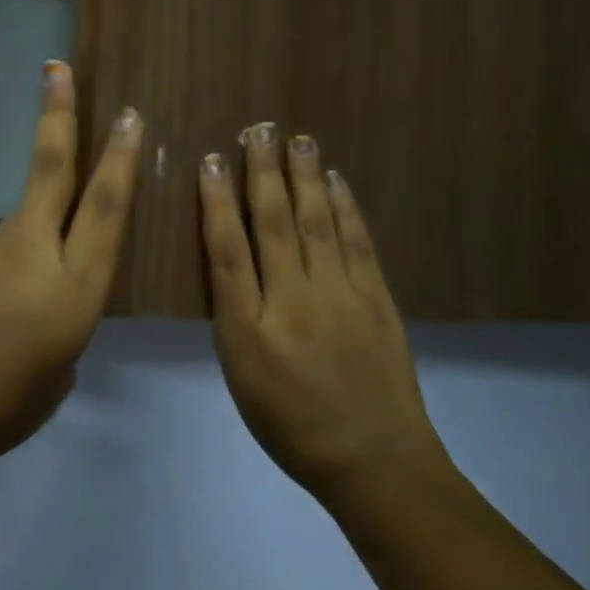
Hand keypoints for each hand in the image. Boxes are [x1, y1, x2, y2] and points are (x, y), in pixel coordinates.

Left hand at [0, 62, 142, 469]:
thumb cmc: (2, 409)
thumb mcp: (58, 377)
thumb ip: (64, 330)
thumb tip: (48, 305)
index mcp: (74, 290)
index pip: (105, 210)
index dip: (120, 160)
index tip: (128, 116)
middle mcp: (36, 254)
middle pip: (52, 169)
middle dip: (60, 115)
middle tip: (58, 68)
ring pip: (27, 210)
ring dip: (40, 214)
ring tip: (27, 287)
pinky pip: (0, 250)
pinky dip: (9, 267)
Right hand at [198, 124, 448, 497]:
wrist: (374, 460)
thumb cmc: (291, 425)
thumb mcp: (241, 379)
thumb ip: (233, 317)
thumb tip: (230, 263)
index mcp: (250, 327)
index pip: (227, 250)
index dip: (217, 201)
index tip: (211, 160)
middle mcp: (294, 301)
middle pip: (274, 223)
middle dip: (263, 172)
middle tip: (258, 129)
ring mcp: (341, 296)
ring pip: (317, 223)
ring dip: (305, 176)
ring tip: (298, 139)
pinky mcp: (377, 299)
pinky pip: (358, 242)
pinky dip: (345, 207)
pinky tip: (335, 182)